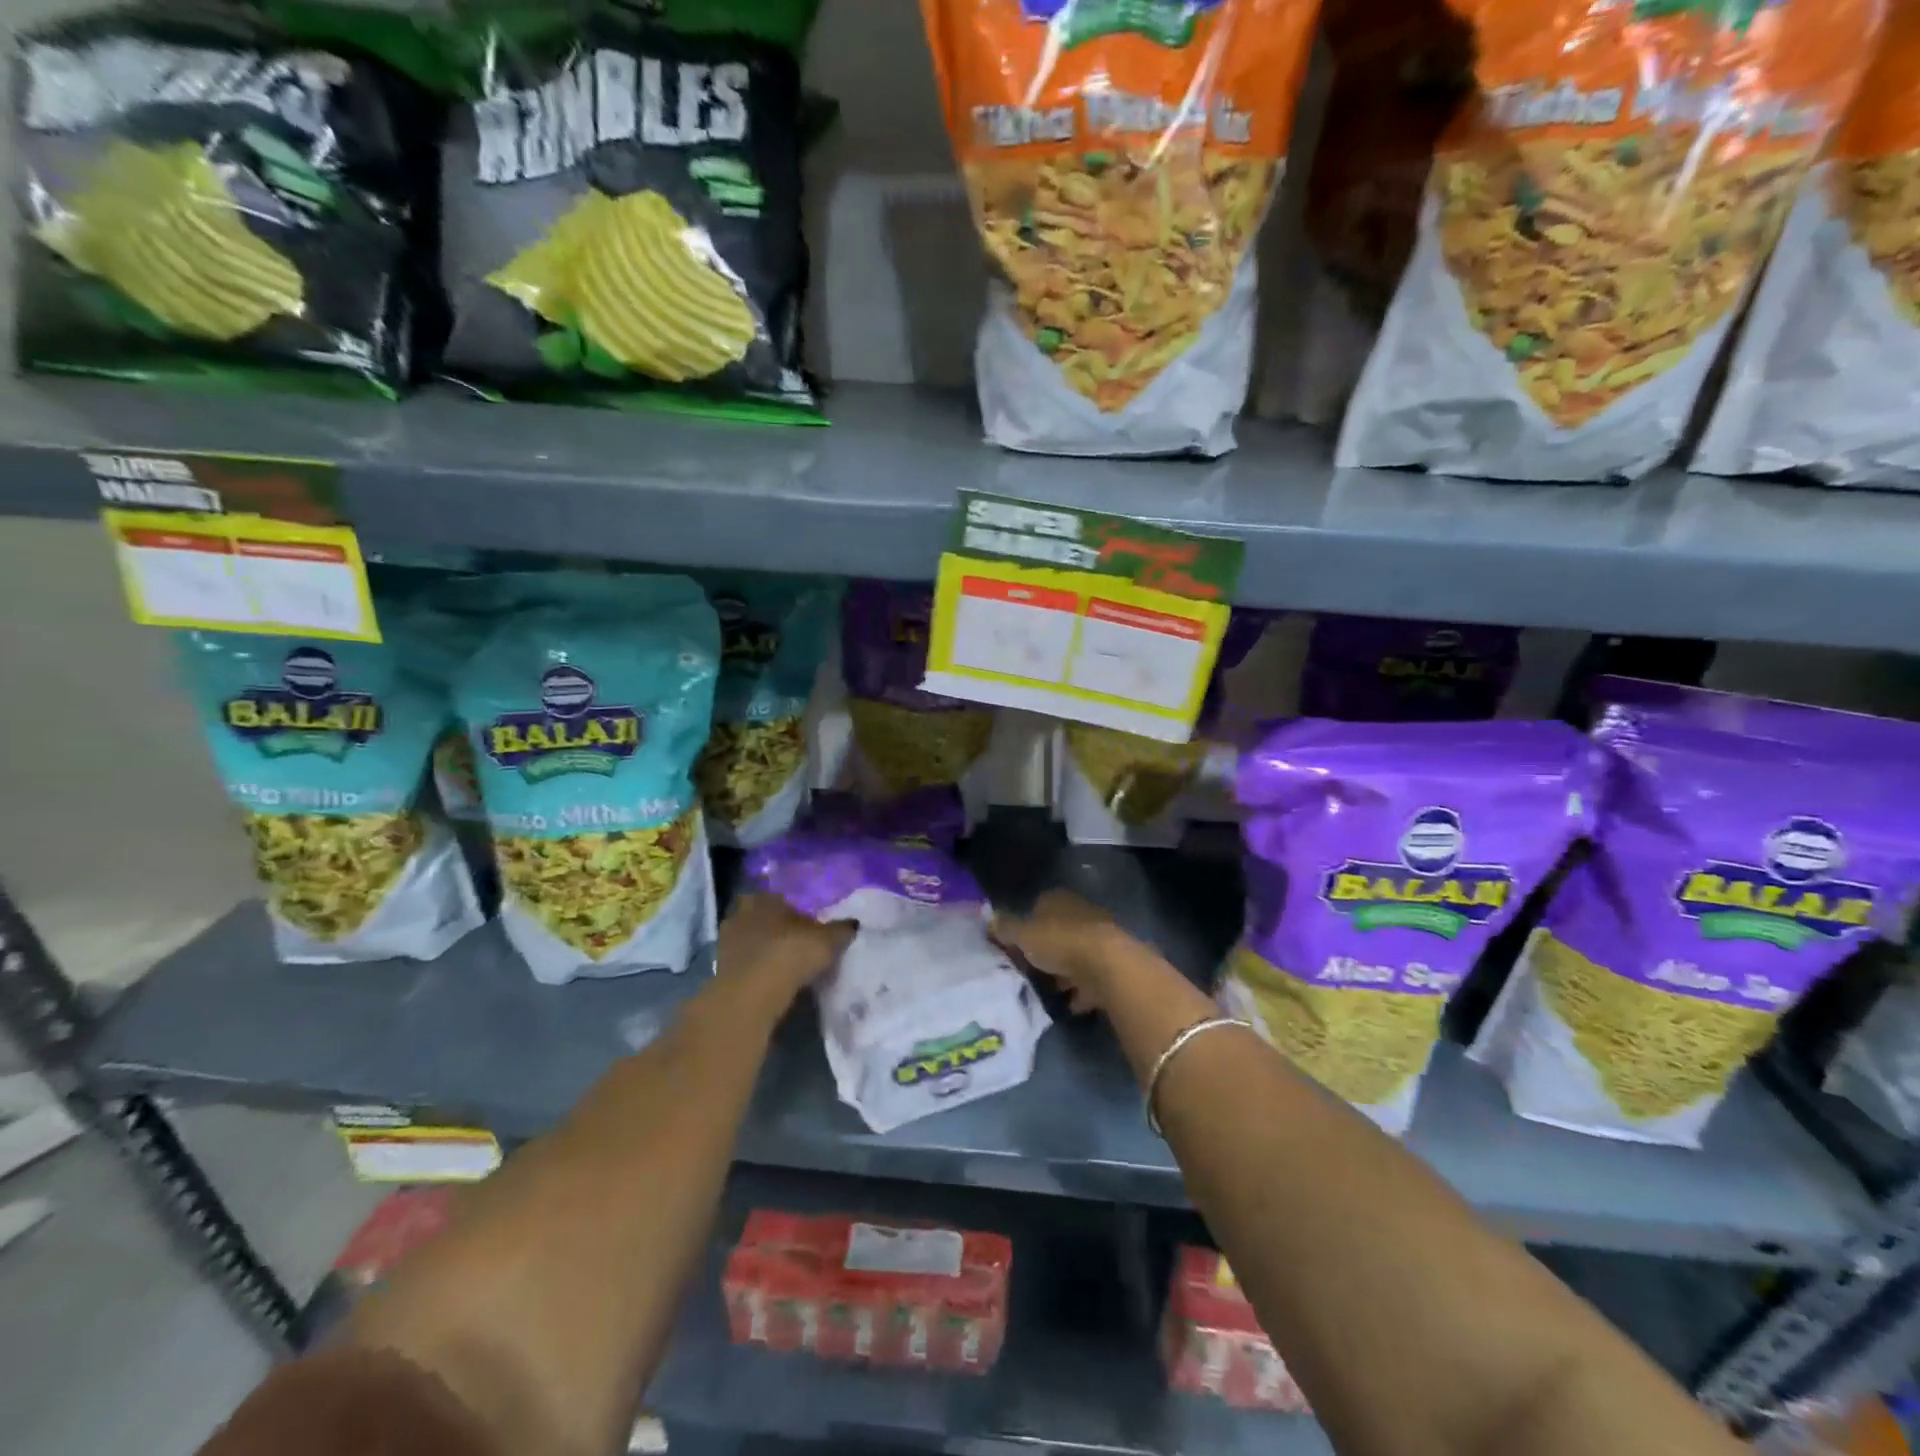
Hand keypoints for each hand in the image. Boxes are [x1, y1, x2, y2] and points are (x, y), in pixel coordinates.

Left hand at [718, 893, 855, 1008]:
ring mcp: (727, 940)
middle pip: (760, 916)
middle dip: (773, 926)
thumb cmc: (792, 952)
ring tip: (781, 963)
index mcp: (765, 898)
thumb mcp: (828, 940)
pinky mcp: (719, 967)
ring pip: (748, 938)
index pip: (779, 897)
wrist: (753, 992)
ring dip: (760, 948)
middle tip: (792, 941)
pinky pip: (742, 961)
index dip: (792, 910)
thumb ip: (841, 929)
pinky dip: (753, 967)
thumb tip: (854, 923)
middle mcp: (742, 912)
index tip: (805, 924)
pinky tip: (768, 979)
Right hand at [991, 889, 1132, 1013]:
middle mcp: (1080, 913)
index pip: (1038, 908)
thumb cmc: (1060, 942)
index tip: (1015, 948)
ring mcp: (1099, 939)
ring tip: (1048, 991)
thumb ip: (1005, 929)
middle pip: (1057, 933)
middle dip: (1045, 952)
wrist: (1108, 966)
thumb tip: (990, 921)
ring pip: (1075, 955)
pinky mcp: (1113, 964)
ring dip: (1064, 973)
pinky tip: (1070, 1004)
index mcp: (1058, 900)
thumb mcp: (1023, 935)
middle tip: (1029, 972)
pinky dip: (1081, 991)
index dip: (1025, 927)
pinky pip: (1091, 978)